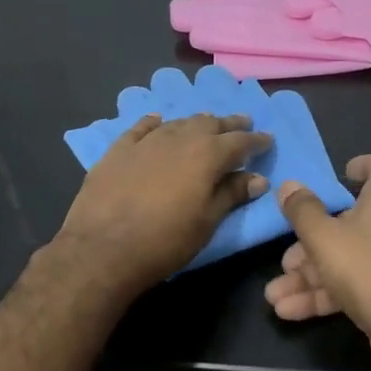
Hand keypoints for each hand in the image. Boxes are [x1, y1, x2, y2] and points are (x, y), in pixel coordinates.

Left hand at [56, 114, 272, 294]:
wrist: (102, 249)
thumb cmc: (164, 242)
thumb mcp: (206, 222)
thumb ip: (231, 195)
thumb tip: (257, 178)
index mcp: (207, 155)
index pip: (240, 142)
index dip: (256, 141)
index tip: (268, 140)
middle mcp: (179, 138)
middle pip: (209, 124)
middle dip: (228, 124)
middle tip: (242, 123)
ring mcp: (146, 141)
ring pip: (178, 123)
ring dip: (196, 123)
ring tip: (206, 124)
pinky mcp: (118, 150)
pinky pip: (141, 128)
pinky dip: (155, 123)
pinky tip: (158, 121)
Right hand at [267, 154, 370, 370]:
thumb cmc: (369, 271)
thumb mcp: (324, 238)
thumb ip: (303, 211)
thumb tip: (289, 185)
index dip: (365, 165)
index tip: (341, 176)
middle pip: (353, 221)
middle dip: (312, 242)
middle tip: (286, 260)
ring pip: (351, 258)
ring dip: (311, 276)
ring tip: (275, 296)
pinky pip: (359, 284)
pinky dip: (328, 294)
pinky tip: (291, 312)